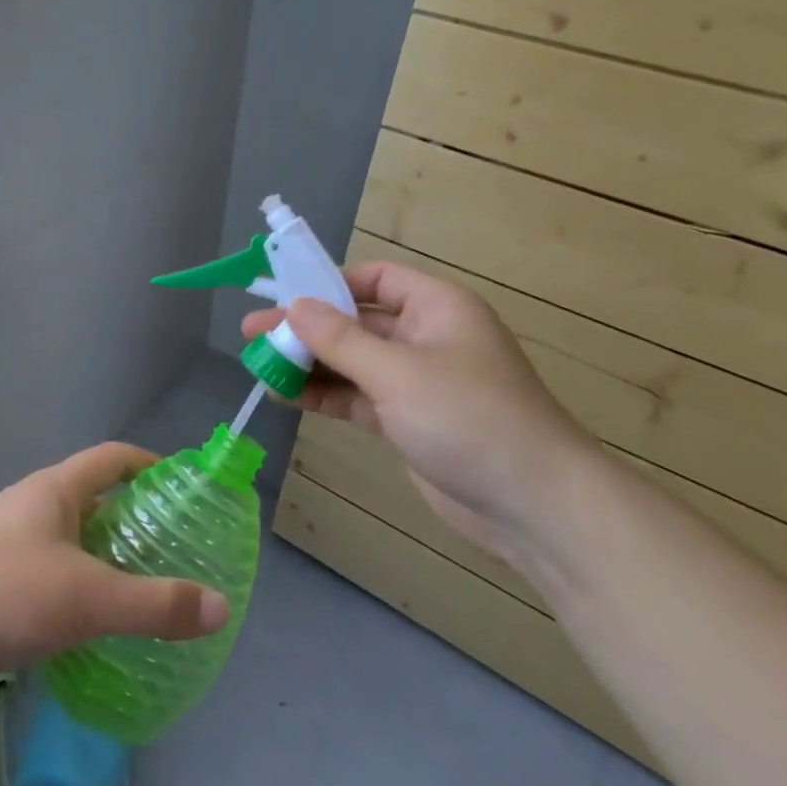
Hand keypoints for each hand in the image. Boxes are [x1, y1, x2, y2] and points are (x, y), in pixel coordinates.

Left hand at [0, 443, 229, 700]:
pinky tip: (94, 632)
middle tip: (176, 554)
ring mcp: (9, 547)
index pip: (114, 458)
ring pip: (71, 545)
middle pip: (95, 502)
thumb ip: (154, 605)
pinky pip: (49, 581)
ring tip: (144, 595)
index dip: (151, 465)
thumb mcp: (87, 597)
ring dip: (106, 563)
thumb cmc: (1, 590)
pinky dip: (77, 596)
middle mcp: (34, 509)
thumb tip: (220, 608)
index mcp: (57, 490)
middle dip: (135, 523)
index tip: (184, 489)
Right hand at [244, 261, 593, 561]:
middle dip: (306, 328)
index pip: (374, 279)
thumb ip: (341, 340)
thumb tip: (295, 306)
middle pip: (356, 322)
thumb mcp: (397, 372)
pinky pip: (358, 397)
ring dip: (310, 364)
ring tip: (259, 365)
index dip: (328, 282)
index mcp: (436, 307)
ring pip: (353, 362)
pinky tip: (285, 396)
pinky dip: (325, 395)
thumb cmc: (469, 418)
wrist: (534, 506)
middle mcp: (426, 337)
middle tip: (251, 333)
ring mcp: (417, 382)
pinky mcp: (409, 421)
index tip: (282, 294)